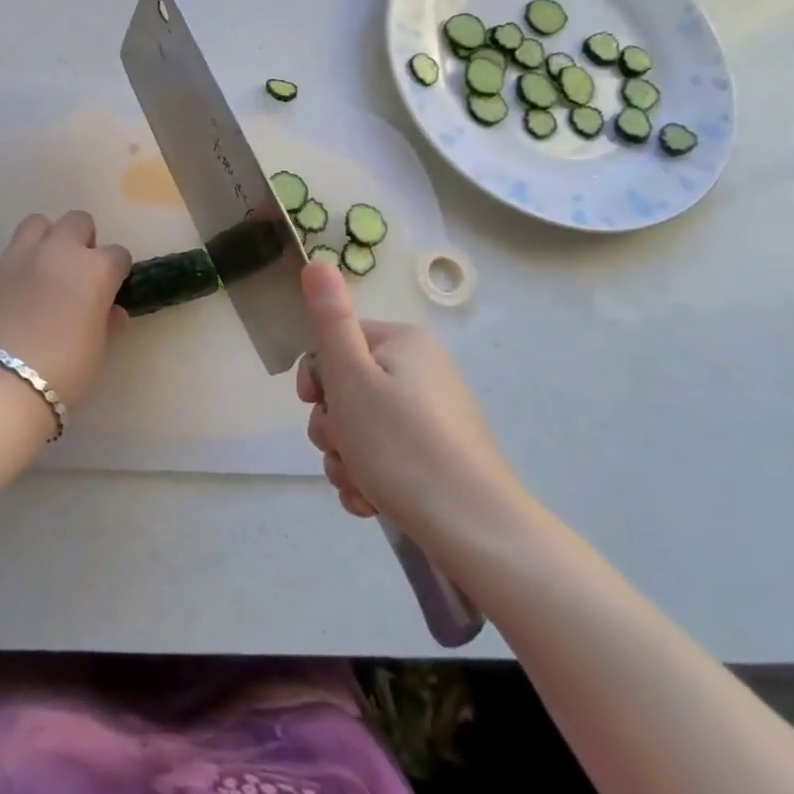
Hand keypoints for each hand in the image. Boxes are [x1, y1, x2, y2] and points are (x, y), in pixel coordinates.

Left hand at [0, 211, 132, 407]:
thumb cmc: (63, 373)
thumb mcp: (97, 351)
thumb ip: (107, 323)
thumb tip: (111, 312)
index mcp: (94, 270)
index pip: (117, 254)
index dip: (115, 271)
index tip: (109, 290)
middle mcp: (57, 251)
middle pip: (77, 221)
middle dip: (82, 241)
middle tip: (76, 274)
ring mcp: (17, 256)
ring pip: (37, 224)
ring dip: (45, 241)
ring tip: (41, 272)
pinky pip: (4, 257)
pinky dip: (11, 271)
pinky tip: (7, 299)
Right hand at [296, 261, 531, 561]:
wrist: (477, 532)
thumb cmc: (403, 446)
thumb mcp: (352, 377)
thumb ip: (330, 319)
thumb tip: (317, 261)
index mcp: (404, 343)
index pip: (336, 343)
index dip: (316, 377)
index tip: (315, 404)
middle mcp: (421, 371)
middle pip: (346, 388)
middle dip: (332, 426)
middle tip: (342, 448)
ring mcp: (431, 417)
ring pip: (360, 427)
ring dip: (345, 457)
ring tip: (359, 484)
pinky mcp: (437, 457)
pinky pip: (384, 455)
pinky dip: (369, 477)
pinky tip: (371, 502)